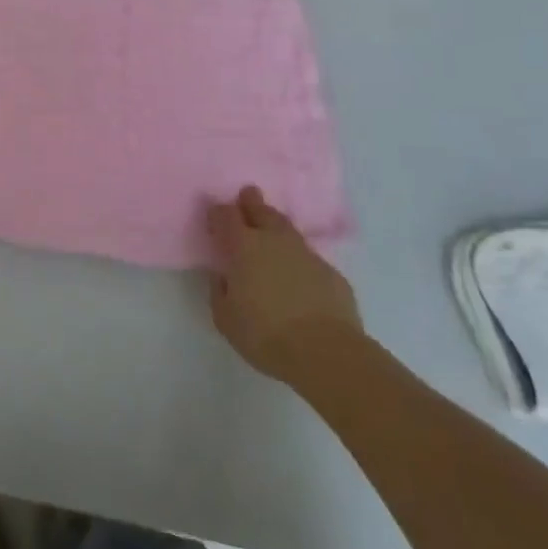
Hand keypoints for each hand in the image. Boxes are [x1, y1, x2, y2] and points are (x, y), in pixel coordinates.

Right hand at [208, 186, 362, 382]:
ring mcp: (306, 254)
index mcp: (243, 247)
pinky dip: (298, 259)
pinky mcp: (331, 273)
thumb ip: (220, 291)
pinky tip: (297, 274)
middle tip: (247, 195)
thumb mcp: (225, 318)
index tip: (215, 217)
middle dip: (252, 202)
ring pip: (287, 229)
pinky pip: (308, 258)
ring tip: (271, 229)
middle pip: (261, 211)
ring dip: (276, 226)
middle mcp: (274, 241)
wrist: (326, 353)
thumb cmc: (265, 334)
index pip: (225, 216)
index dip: (218, 213)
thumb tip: (224, 277)